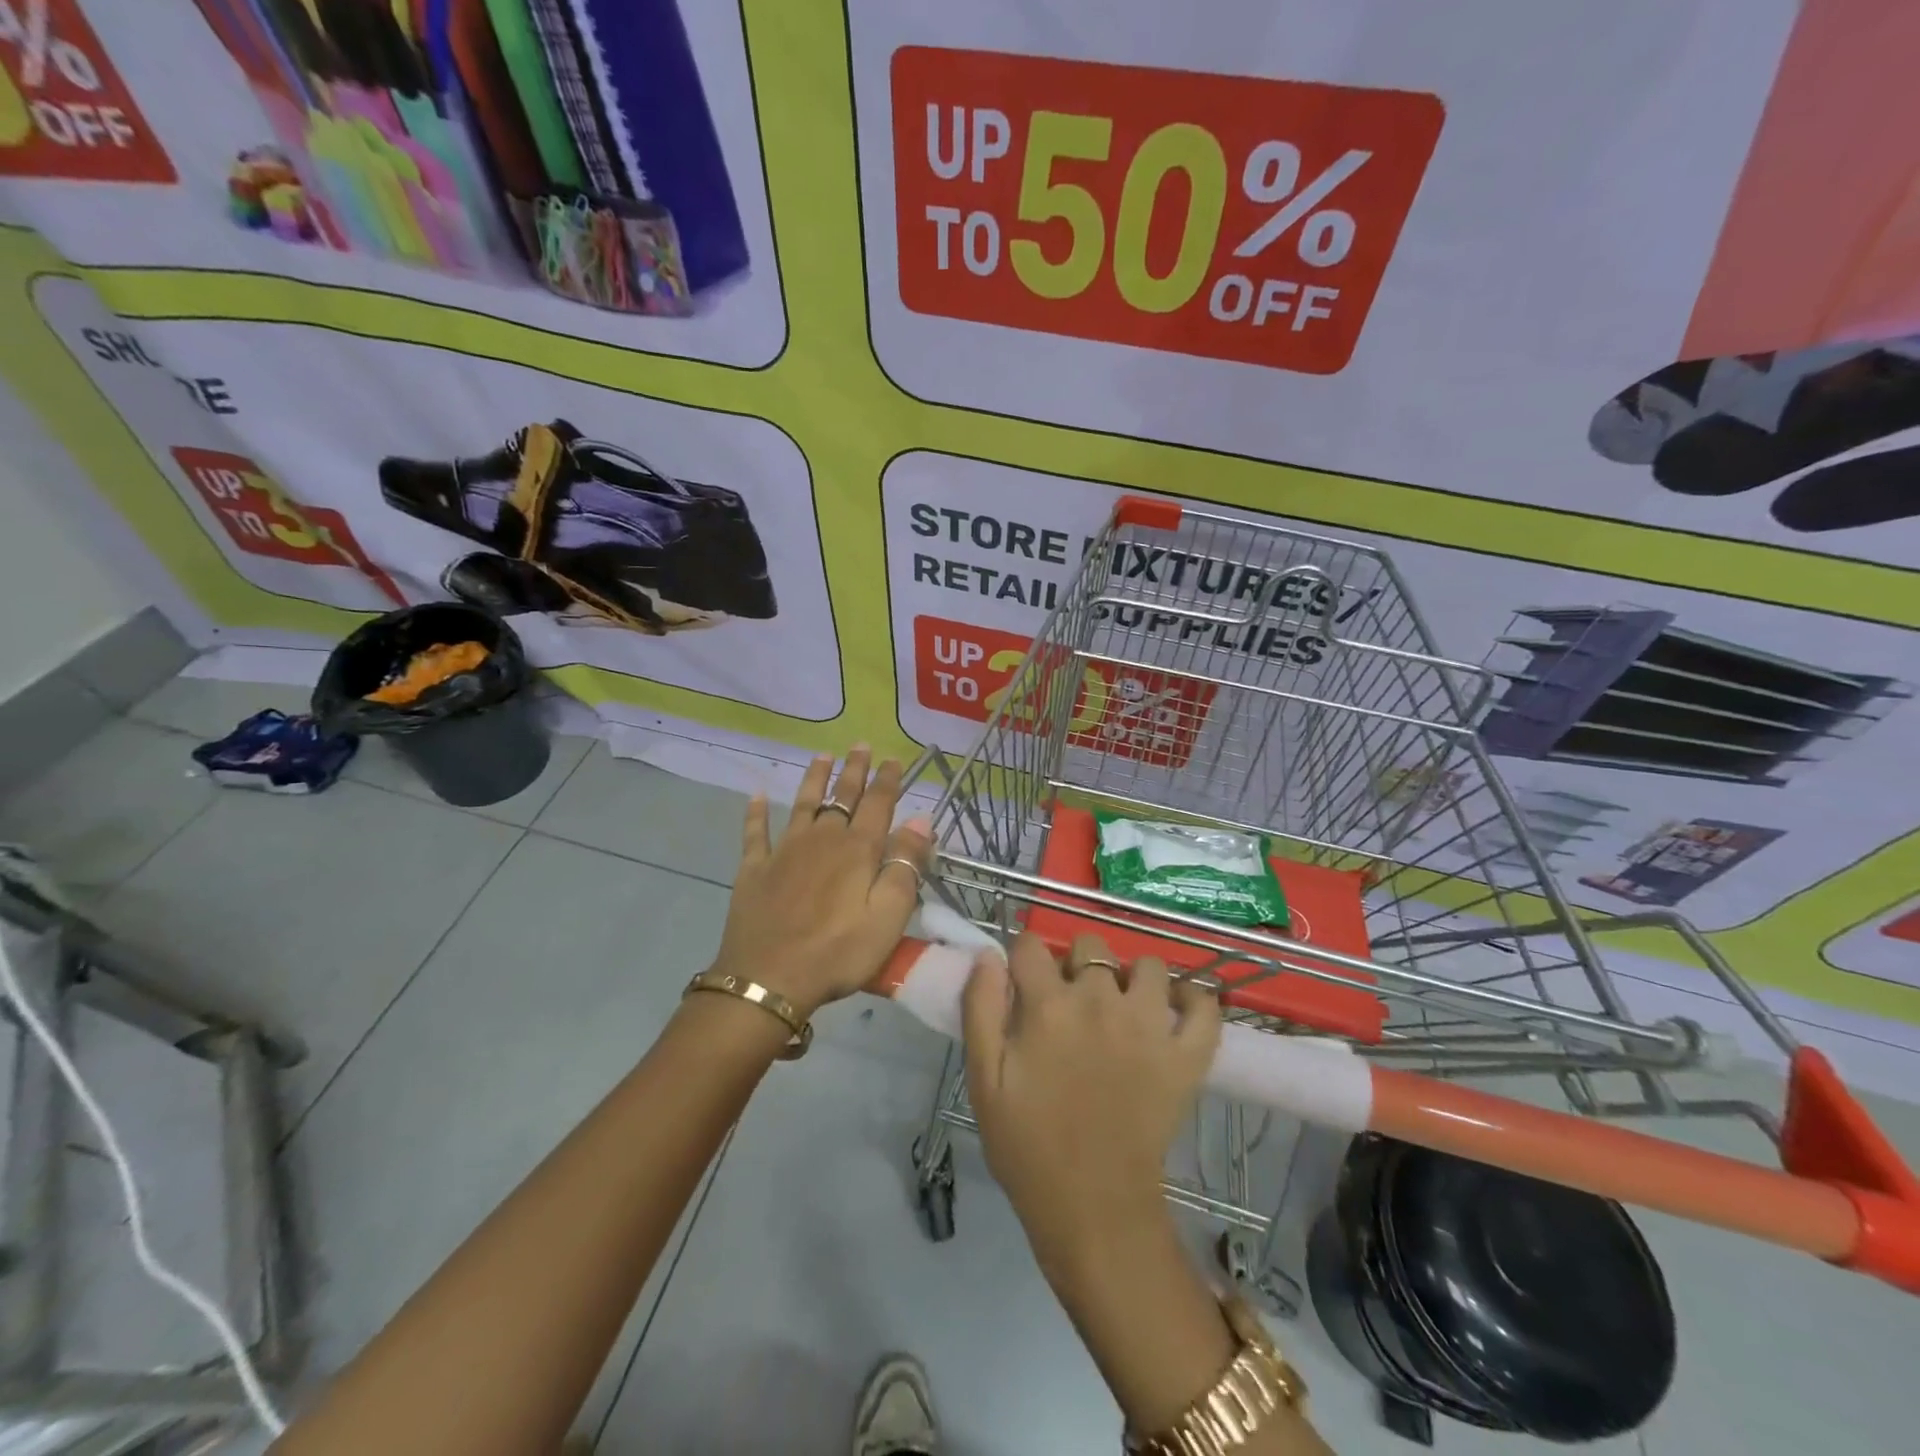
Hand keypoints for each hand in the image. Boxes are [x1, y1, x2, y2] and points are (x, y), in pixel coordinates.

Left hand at [711, 746, 930, 1017]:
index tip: (893, 759)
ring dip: (814, 778)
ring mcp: (784, 851)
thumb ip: (905, 866)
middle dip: (854, 770)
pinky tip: (757, 795)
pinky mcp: (754, 869)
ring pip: (803, 804)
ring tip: (821, 756)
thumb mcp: (888, 917)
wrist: (768, 980)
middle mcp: (822, 839)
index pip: (878, 804)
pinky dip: (757, 813)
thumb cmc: (838, 953)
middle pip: (841, 796)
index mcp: (857, 850)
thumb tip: (921, 820)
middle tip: (860, 745)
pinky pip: (755, 832)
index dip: (887, 780)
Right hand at [962, 932, 1219, 1277]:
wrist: (1092, 1209)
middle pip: (1090, 946)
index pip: (1031, 945)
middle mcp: (1101, 1002)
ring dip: (1131, 977)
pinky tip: (1175, 1009)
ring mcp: (1150, 1026)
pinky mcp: (1187, 1056)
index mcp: (1049, 1006)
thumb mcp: (984, 1079)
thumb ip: (981, 1008)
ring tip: (1120, 1007)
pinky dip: (1194, 1000)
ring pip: (1147, 965)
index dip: (1022, 959)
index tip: (1022, 983)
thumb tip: (989, 954)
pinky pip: (1205, 1006)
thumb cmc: (1028, 1145)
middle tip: (1069, 1002)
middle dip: (1075, 963)